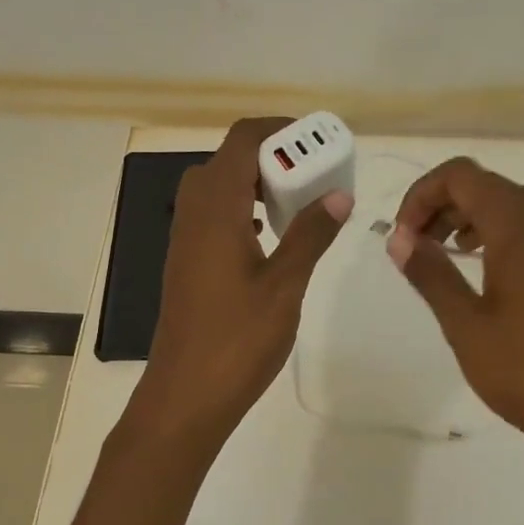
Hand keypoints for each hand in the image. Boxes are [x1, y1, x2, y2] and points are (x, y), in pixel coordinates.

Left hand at [129, 118, 352, 454]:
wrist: (185, 395)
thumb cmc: (238, 339)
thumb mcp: (285, 284)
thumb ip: (311, 234)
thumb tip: (339, 194)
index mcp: (216, 208)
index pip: (243, 140)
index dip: (280, 129)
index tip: (318, 141)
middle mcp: (194, 212)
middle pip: (229, 158)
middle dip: (273, 156)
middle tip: (313, 176)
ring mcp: (185, 238)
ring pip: (219, 187)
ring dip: (257, 183)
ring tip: (298, 205)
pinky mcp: (186, 261)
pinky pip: (214, 214)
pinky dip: (243, 210)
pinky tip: (269, 239)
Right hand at [387, 158, 523, 507]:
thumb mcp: (466, 326)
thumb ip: (431, 275)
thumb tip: (399, 239)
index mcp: (519, 226)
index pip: (461, 175)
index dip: (422, 194)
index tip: (402, 237)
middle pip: (488, 184)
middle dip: (444, 204)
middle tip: (418, 246)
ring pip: (516, 202)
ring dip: (476, 215)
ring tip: (452, 252)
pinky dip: (504, 232)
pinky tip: (490, 275)